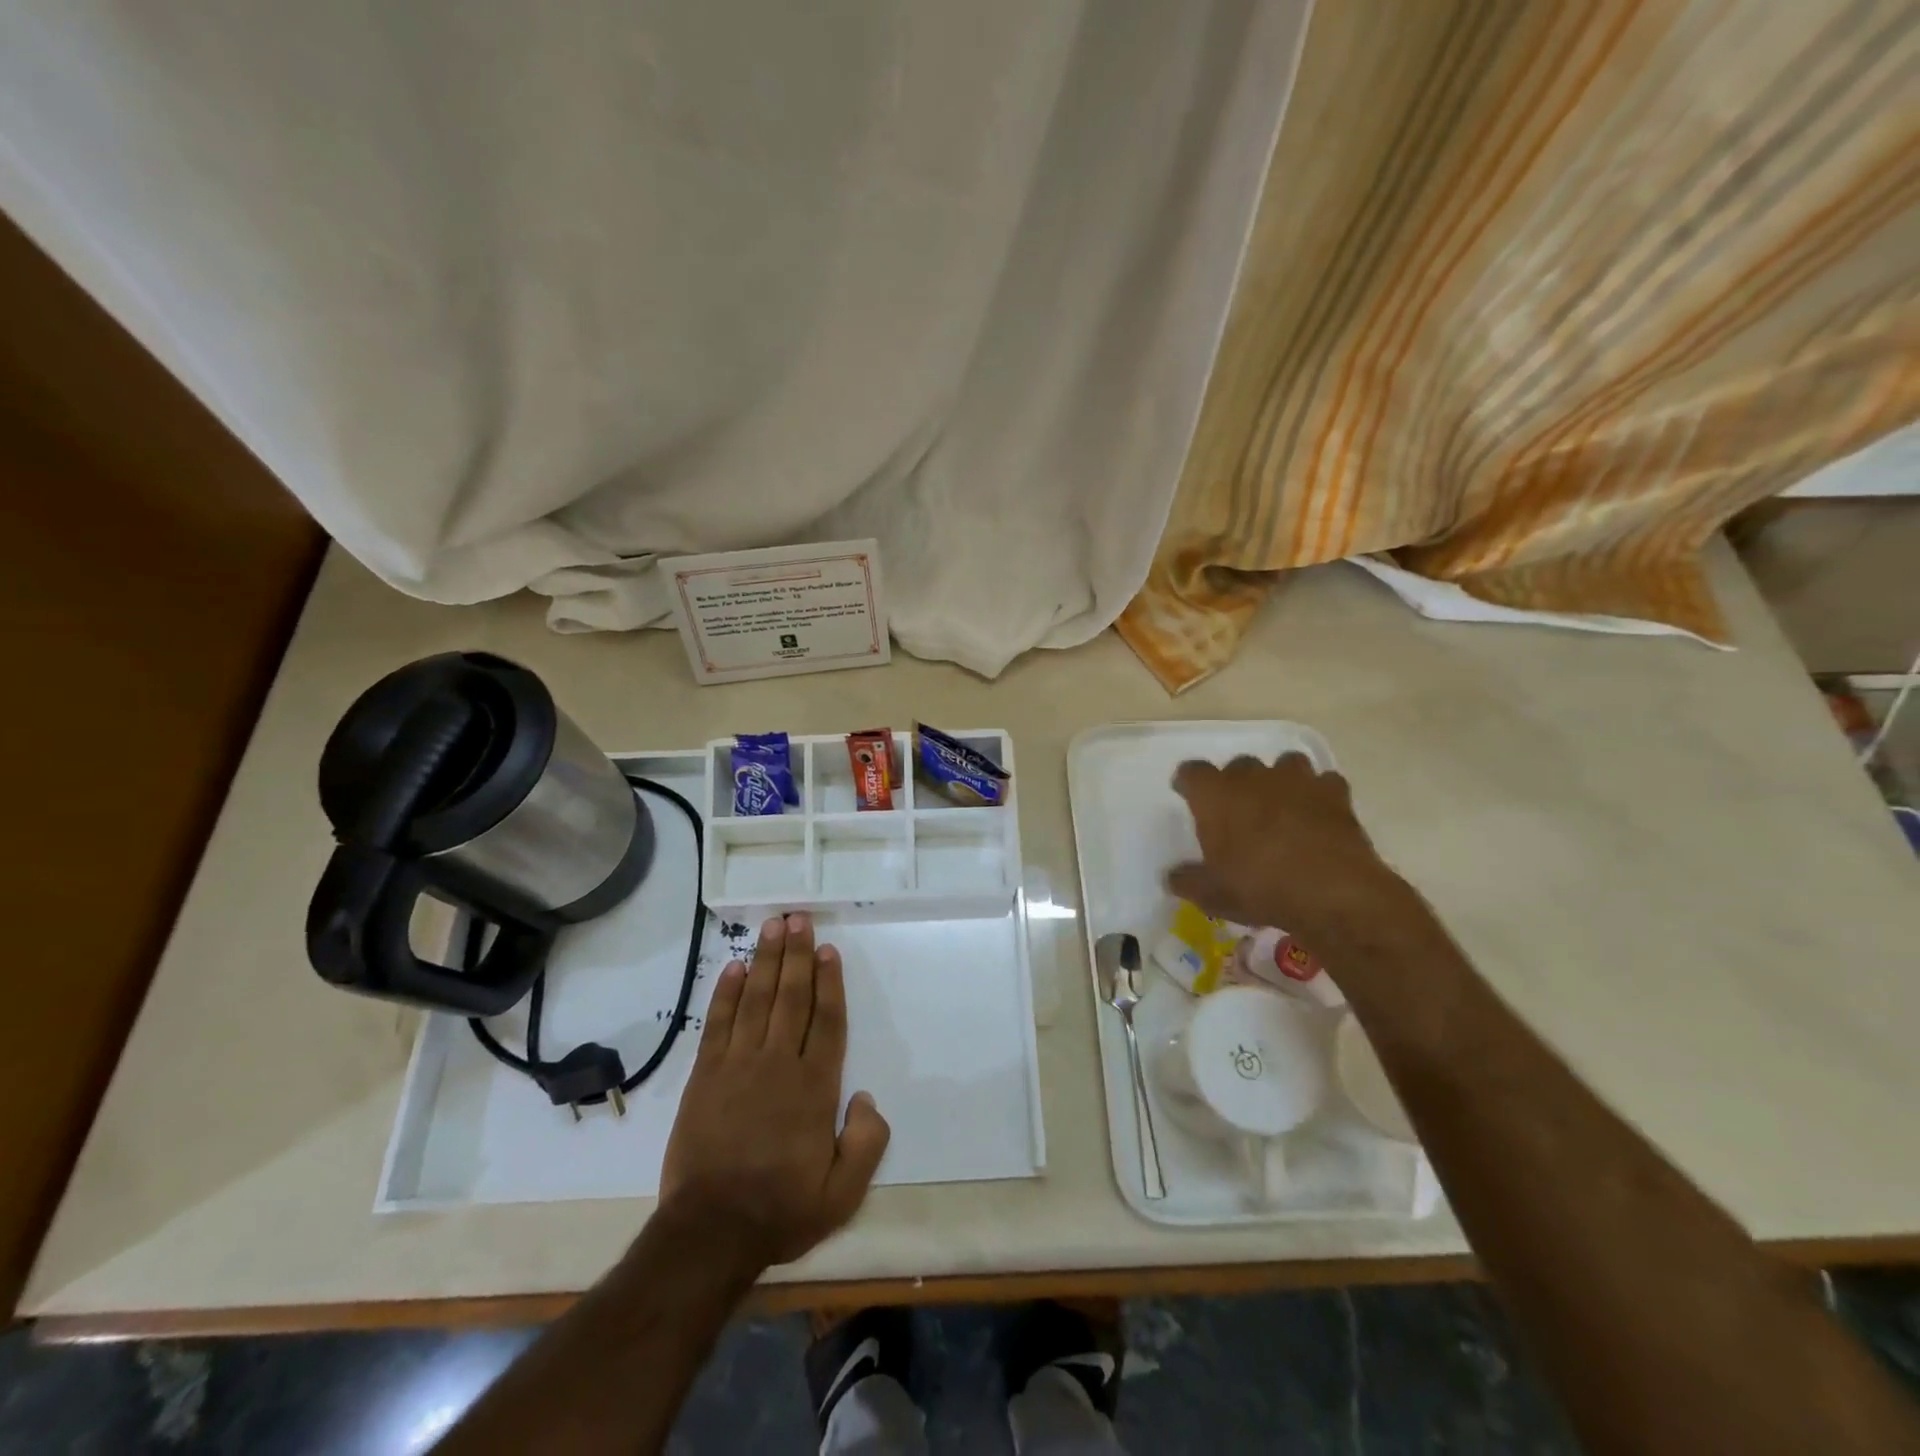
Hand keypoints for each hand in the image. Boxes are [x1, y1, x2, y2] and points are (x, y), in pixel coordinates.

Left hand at [657, 913, 890, 1273]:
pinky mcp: (705, 1075)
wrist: (710, 1233)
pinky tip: (734, 968)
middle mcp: (778, 1064)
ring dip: (766, 961)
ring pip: (757, 1000)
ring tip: (772, 927)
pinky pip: (718, 1023)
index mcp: (815, 1087)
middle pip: (791, 997)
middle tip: (798, 919)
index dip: (830, 982)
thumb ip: (866, 1143)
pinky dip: (726, 993)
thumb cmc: (781, 1209)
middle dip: (797, 955)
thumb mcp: (843, 1193)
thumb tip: (867, 1098)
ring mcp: (738, 1066)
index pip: (826, 1021)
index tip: (828, 950)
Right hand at [1167, 753, 1403, 942]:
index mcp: (1215, 794)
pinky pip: (1323, 783)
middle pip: (1238, 765)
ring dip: (1279, 780)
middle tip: (1237, 813)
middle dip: (1236, 783)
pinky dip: (1319, 795)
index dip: (1189, 783)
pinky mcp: (1335, 793)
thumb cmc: (1259, 888)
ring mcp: (1297, 781)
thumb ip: (1187, 881)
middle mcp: (1253, 777)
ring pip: (1284, 763)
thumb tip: (1172, 877)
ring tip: (1280, 806)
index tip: (1189, 797)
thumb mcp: (1211, 894)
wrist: (1332, 893)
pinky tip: (1318, 815)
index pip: (1192, 772)